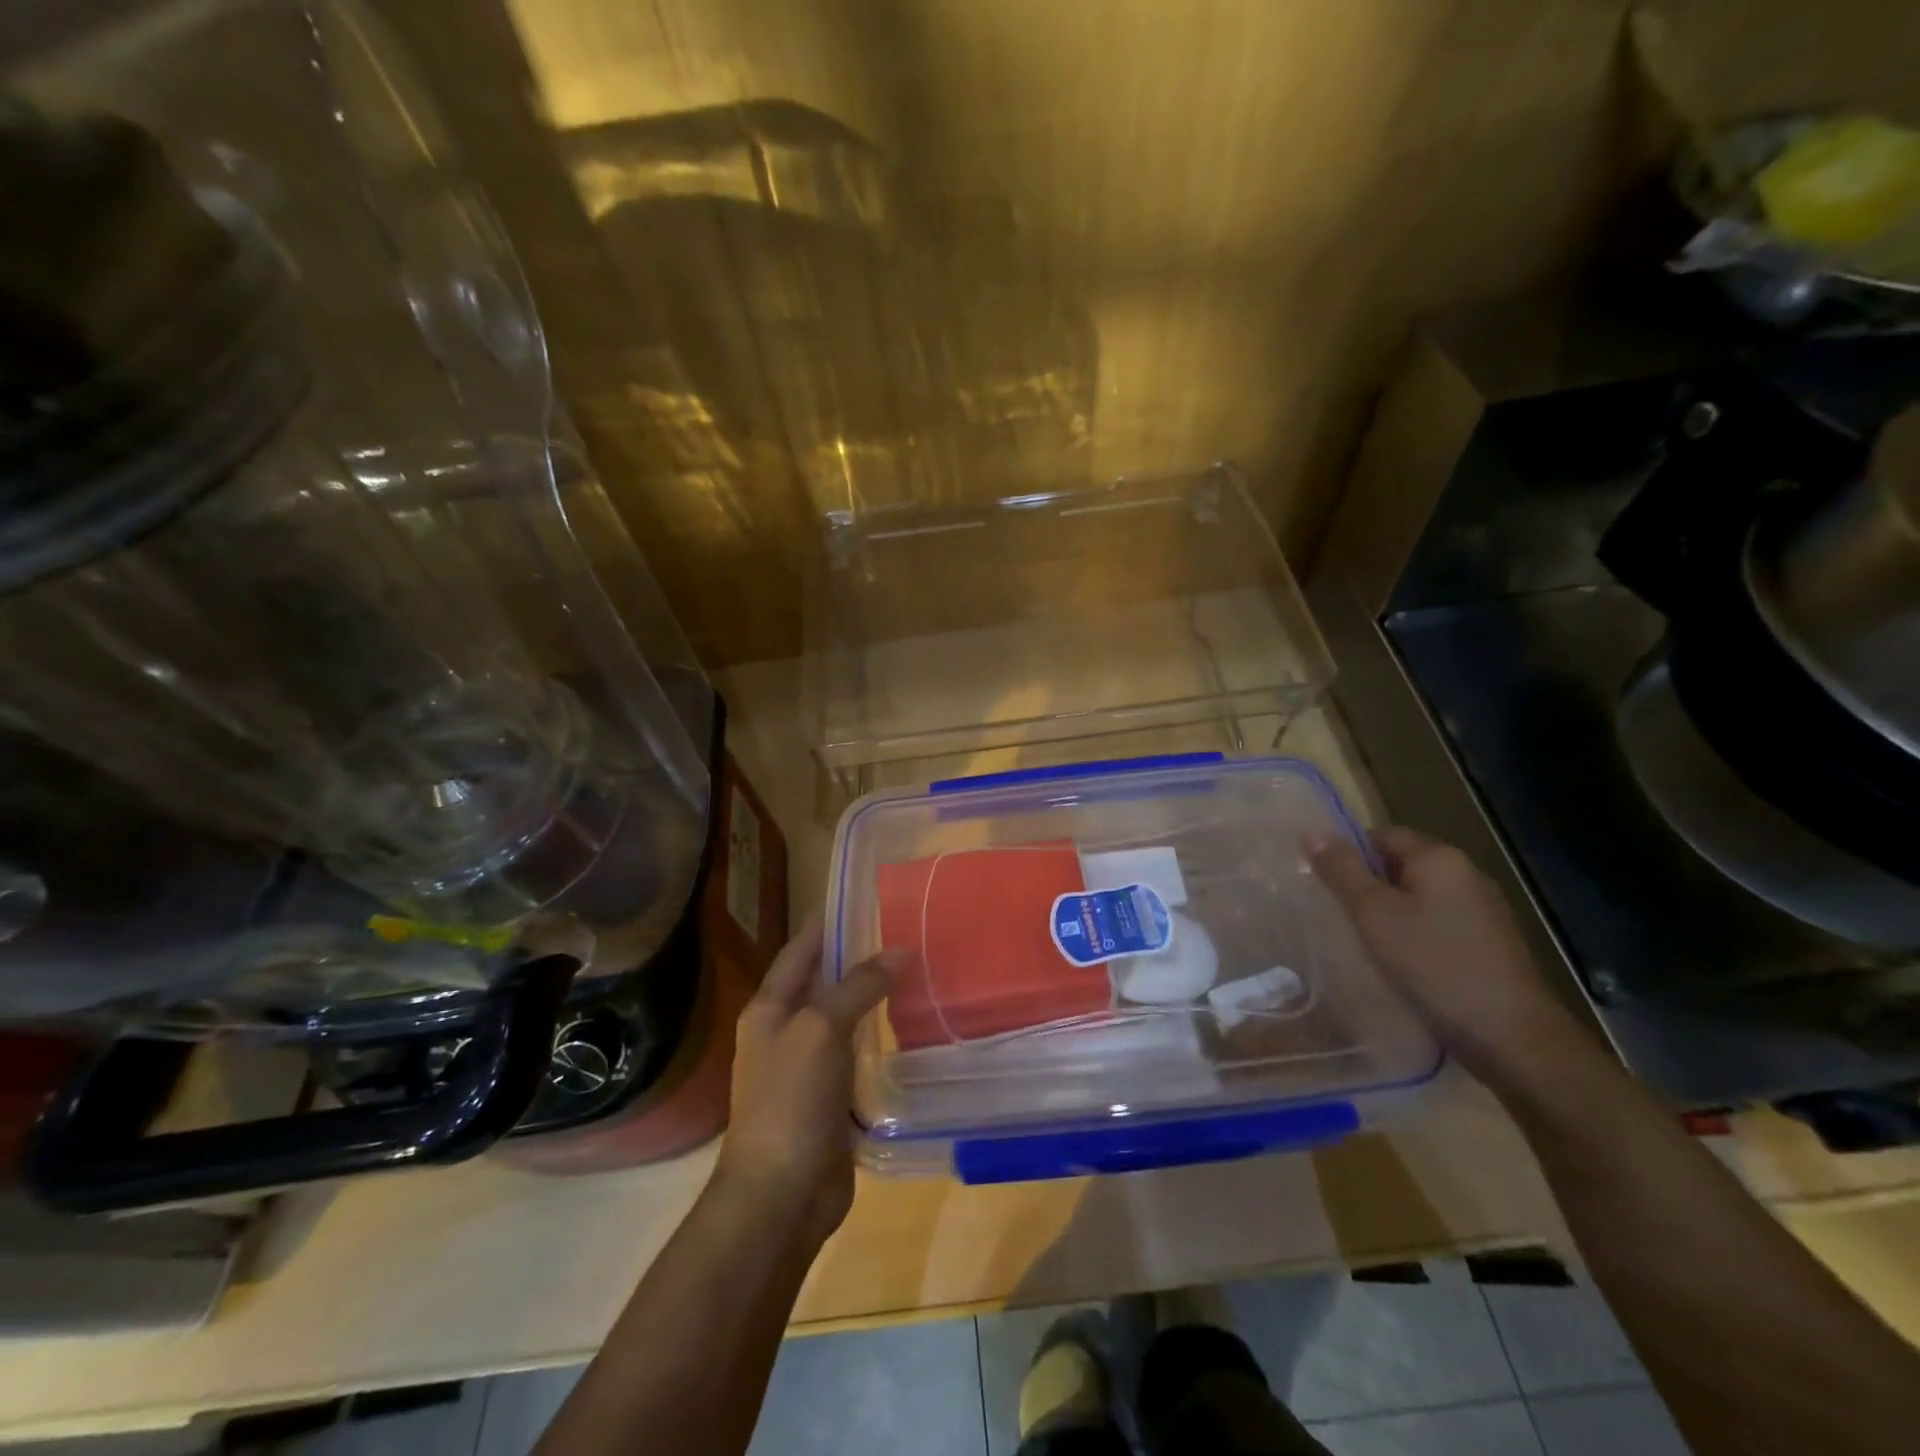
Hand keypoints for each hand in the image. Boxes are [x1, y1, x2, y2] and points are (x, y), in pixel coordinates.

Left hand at [712, 917, 893, 1250]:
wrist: (779, 1195)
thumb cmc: (791, 1100)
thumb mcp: (821, 1029)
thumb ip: (859, 986)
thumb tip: (900, 952)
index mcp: (770, 1008)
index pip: (800, 950)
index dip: (827, 922)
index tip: (862, 896)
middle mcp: (785, 1031)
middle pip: (823, 981)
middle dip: (857, 956)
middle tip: (902, 931)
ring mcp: (807, 1067)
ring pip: (843, 1018)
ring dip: (872, 997)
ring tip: (914, 971)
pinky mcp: (830, 1098)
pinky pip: (856, 1054)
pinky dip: (879, 1036)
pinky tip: (909, 1026)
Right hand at [1307, 825, 1587, 1090]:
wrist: (1511, 1037)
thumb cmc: (1434, 965)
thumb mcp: (1373, 914)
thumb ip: (1341, 871)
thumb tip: (1311, 831)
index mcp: (1440, 858)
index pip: (1382, 835)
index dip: (1348, 854)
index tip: (1322, 883)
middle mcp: (1467, 875)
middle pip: (1402, 866)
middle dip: (1368, 885)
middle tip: (1335, 912)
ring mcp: (1484, 912)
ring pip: (1421, 898)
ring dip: (1391, 913)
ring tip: (1361, 940)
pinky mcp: (1491, 946)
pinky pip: (1439, 925)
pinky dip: (1415, 935)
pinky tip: (1400, 962)